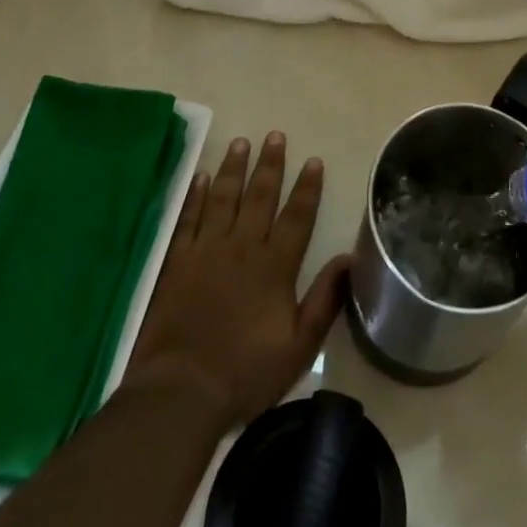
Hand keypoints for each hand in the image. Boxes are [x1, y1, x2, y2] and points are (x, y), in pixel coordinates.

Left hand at [126, 133, 349, 430]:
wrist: (180, 391)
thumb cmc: (245, 373)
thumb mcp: (299, 347)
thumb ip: (325, 300)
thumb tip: (349, 258)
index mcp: (275, 266)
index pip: (297, 217)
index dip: (307, 188)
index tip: (313, 160)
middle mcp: (243, 248)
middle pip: (260, 197)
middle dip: (270, 165)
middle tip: (275, 135)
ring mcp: (206, 251)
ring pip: (224, 198)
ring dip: (235, 168)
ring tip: (242, 142)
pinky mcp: (177, 262)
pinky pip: (188, 218)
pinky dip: (196, 195)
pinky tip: (202, 176)